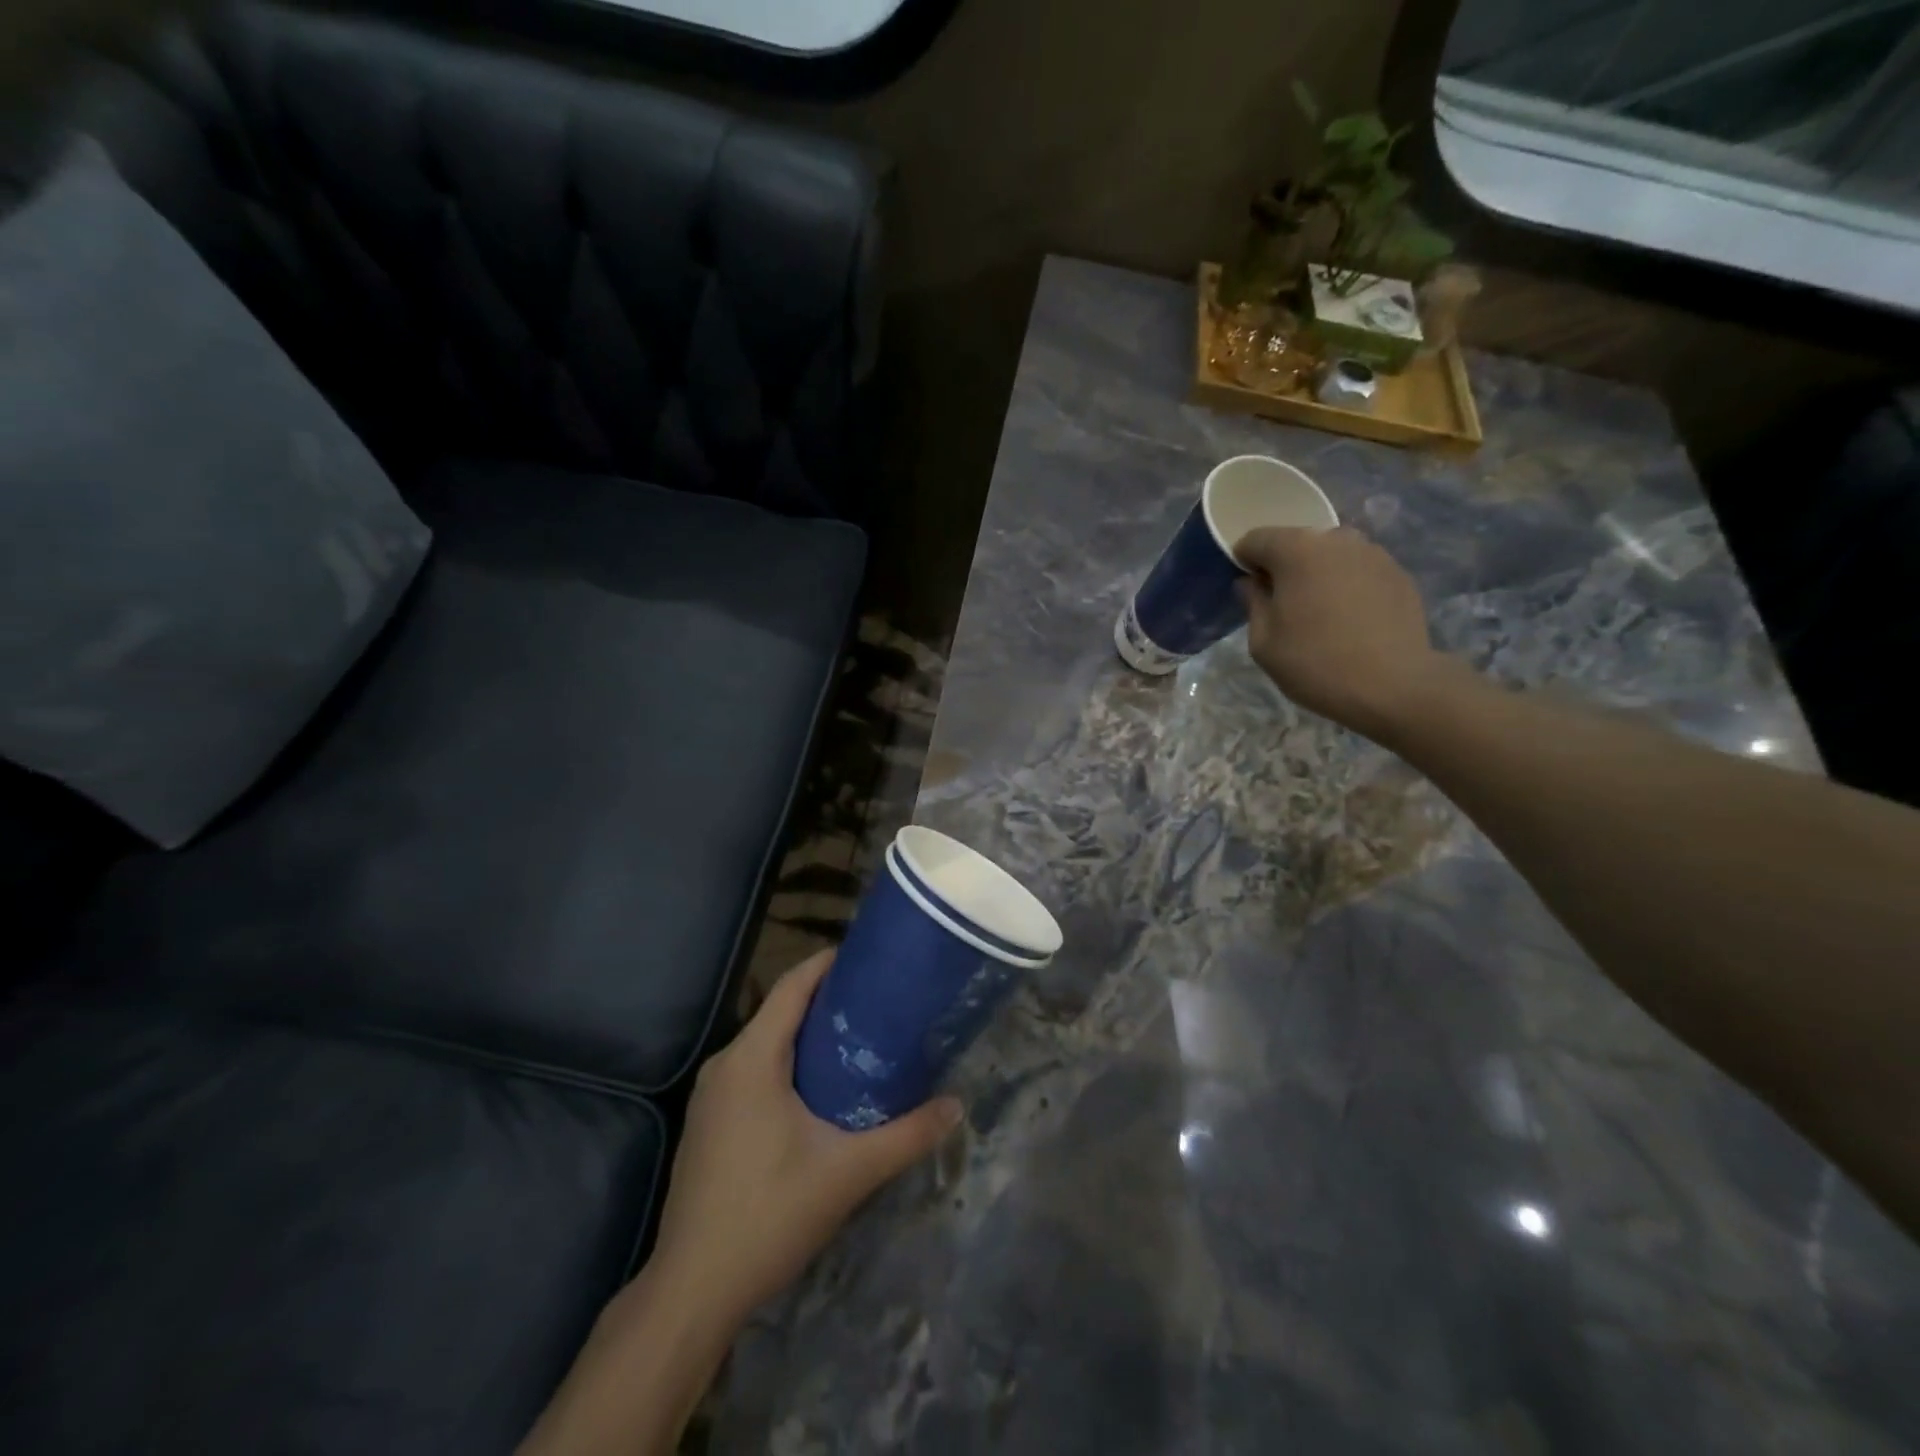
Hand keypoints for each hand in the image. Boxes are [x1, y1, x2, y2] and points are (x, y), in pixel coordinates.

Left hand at [648, 951, 962, 1325]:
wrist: (693, 1291)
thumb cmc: (769, 1215)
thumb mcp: (848, 1172)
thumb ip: (906, 1135)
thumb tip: (956, 1105)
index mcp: (751, 1058)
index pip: (792, 987)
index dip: (828, 964)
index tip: (869, 957)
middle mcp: (725, 1064)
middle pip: (780, 1012)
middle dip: (827, 1001)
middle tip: (878, 1002)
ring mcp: (711, 1096)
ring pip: (765, 1044)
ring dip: (808, 1035)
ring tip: (859, 1039)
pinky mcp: (708, 1123)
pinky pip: (752, 1071)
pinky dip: (787, 1064)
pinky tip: (819, 1089)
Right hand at [1235, 526, 1462, 742]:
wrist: (1393, 686)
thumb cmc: (1315, 664)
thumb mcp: (1263, 642)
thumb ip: (1253, 603)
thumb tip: (1250, 583)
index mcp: (1296, 551)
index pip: (1256, 539)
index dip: (1244, 560)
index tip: (1247, 588)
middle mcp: (1336, 539)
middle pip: (1297, 541)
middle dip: (1283, 565)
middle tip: (1281, 603)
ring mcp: (1373, 554)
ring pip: (1331, 553)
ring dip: (1317, 572)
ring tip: (1319, 610)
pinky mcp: (1398, 573)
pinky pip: (1359, 570)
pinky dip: (1347, 584)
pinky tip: (1349, 618)